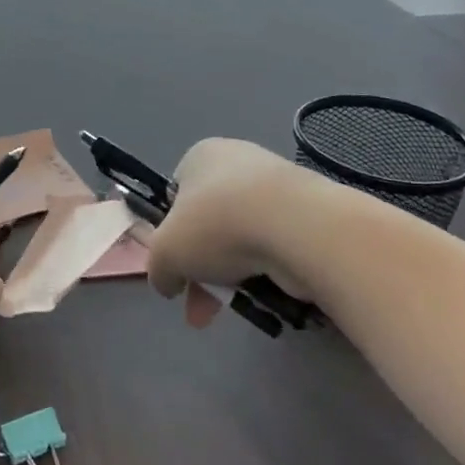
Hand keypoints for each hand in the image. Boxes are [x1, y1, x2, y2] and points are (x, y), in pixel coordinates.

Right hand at [146, 138, 324, 302]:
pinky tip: (263, 294)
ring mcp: (275, 187)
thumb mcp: (165, 252)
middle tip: (200, 308)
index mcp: (200, 156)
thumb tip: (169, 282)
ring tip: (233, 308)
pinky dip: (265, 271)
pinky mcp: (306, 212)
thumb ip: (158, 268)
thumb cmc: (217, 225)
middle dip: (201, 269)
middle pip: (209, 223)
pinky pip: (273, 246)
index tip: (176, 265)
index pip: (177, 196)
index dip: (171, 233)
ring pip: (241, 239)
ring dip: (231, 276)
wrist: (296, 228)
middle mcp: (237, 162)